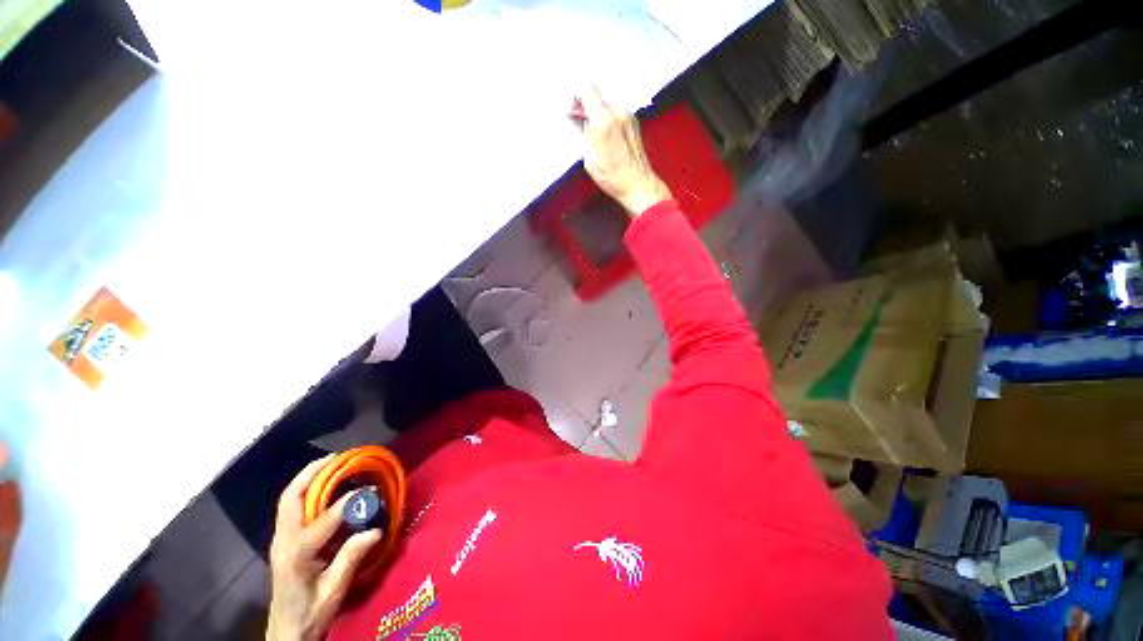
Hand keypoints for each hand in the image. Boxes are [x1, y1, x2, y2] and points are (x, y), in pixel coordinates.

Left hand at [267, 455, 382, 640]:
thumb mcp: (334, 590)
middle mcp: (284, 540)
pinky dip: (306, 489)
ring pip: (289, 499)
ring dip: (309, 477)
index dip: (349, 501)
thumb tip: (376, 529)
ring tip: (332, 463)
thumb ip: (352, 558)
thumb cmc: (311, 613)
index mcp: (297, 554)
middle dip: (314, 472)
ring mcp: (280, 539)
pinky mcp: (283, 541)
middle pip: (292, 497)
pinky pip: (291, 507)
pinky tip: (323, 486)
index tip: (371, 488)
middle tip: (339, 457)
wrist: (286, 632)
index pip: (324, 519)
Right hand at [571, 87, 672, 216]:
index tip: (572, 111)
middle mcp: (619, 113)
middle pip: (597, 97)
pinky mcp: (634, 123)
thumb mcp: (590, 160)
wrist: (639, 185)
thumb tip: (581, 121)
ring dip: (597, 116)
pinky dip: (607, 121)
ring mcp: (629, 116)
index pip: (587, 90)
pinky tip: (605, 139)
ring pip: (606, 106)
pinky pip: (616, 114)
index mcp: (605, 120)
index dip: (576, 98)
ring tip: (593, 136)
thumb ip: (585, 135)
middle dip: (585, 109)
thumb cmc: (614, 178)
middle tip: (579, 124)